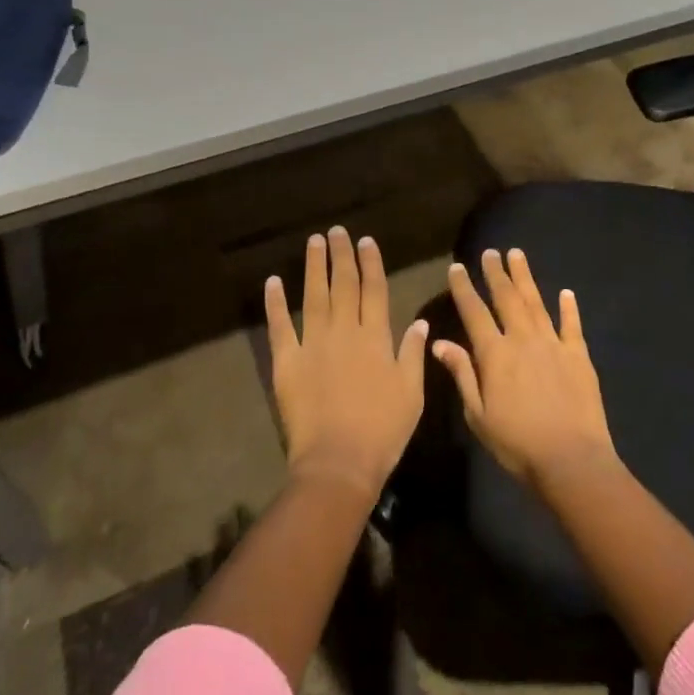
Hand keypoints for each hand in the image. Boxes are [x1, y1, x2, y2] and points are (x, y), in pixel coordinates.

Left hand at [264, 227, 428, 501]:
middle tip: (337, 231)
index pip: (374, 290)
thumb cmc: (383, 431)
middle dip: (342, 256)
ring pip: (314, 296)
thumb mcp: (411, 393)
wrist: (339, 462)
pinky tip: (274, 282)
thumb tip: (419, 323)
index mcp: (375, 337)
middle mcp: (344, 331)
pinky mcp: (287, 361)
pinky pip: (280, 326)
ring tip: (314, 242)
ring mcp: (313, 344)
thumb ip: (413, 354)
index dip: (370, 264)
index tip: (366, 241)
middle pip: (343, 285)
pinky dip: (276, 303)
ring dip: (314, 267)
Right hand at [435, 248, 618, 488]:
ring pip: (536, 303)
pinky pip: (572, 325)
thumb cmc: (517, 444)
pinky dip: (568, 307)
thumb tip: (439, 342)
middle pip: (507, 298)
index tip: (457, 267)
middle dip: (496, 273)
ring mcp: (553, 344)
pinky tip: (566, 292)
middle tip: (490, 252)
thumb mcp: (478, 415)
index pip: (474, 312)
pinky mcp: (579, 356)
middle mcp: (523, 340)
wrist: (571, 460)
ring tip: (517, 255)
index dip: (464, 288)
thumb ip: (462, 374)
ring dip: (525, 278)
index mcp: (495, 354)